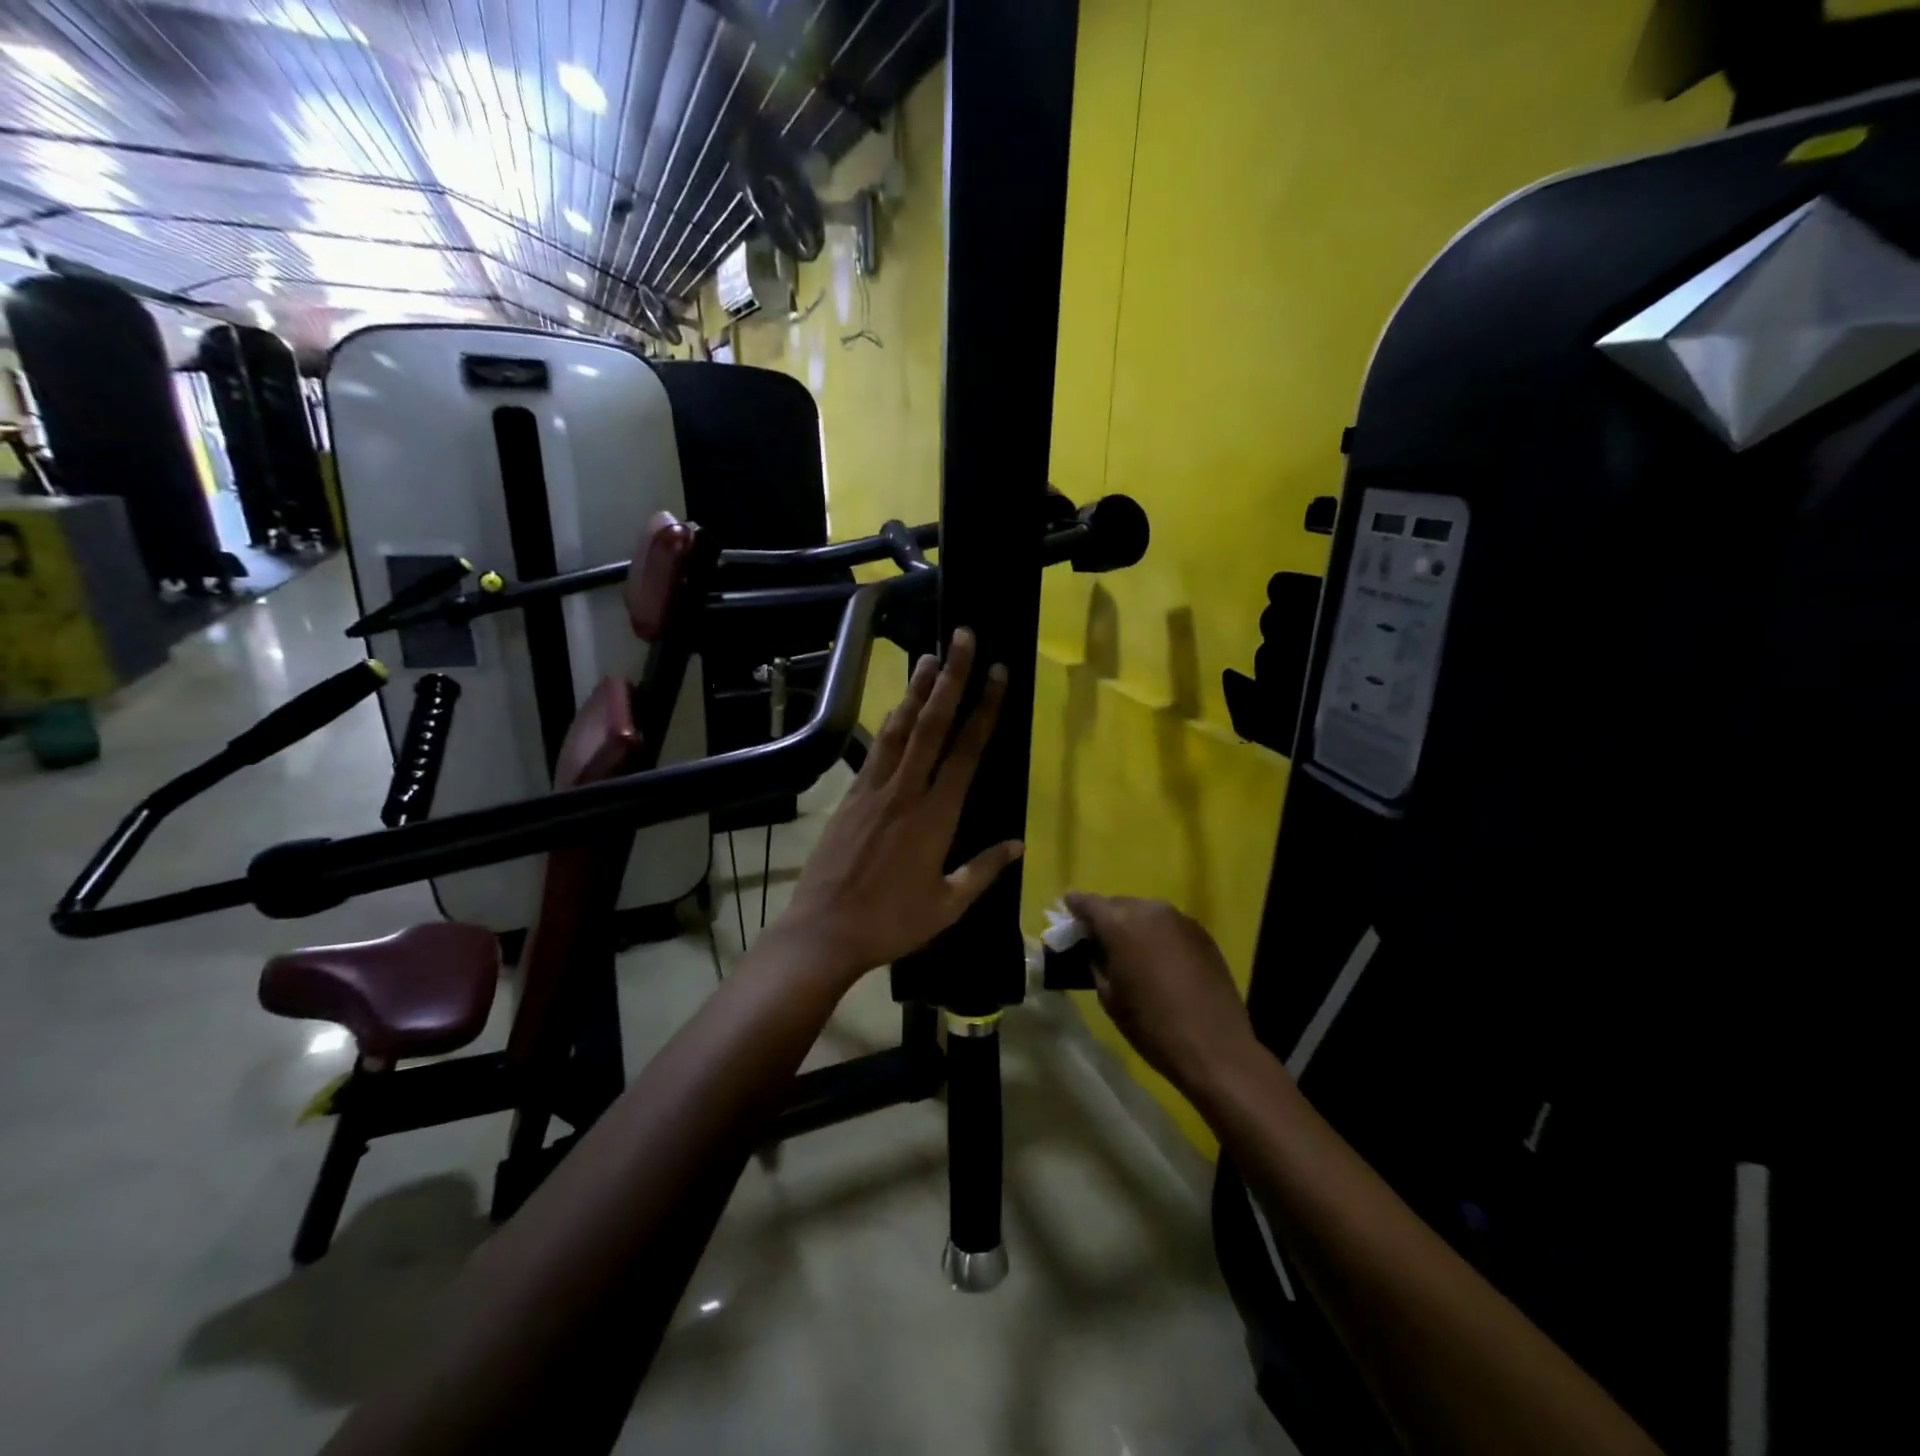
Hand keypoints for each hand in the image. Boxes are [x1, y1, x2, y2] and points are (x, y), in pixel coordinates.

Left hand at [782, 629, 1023, 984]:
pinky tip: (896, 709)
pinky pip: (875, 751)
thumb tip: (1019, 843)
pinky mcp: (850, 797)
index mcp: (936, 816)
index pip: (967, 751)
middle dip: (951, 678)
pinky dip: (890, 724)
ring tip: (929, 658)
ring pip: (900, 730)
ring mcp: (873, 790)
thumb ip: (983, 870)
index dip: (985, 709)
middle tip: (963, 638)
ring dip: (916, 691)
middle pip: (932, 725)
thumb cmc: (891, 922)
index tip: (998, 674)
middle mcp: (905, 792)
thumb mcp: (947, 905)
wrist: (824, 931)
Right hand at [1062, 894, 1260, 1103]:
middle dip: (1106, 918)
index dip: (1075, 907)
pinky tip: (1158, 959)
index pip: (1089, 903)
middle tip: (1098, 938)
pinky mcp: (1203, 934)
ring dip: (1134, 925)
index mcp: (1120, 923)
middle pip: (1119, 905)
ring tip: (1129, 950)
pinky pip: (1169, 926)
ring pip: (1146, 913)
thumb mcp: (1109, 996)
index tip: (1067, 910)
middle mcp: (1150, 911)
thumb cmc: (1151, 1025)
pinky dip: (1158, 935)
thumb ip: (1097, 962)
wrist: (1214, 1047)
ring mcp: (1180, 920)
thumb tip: (1095, 948)